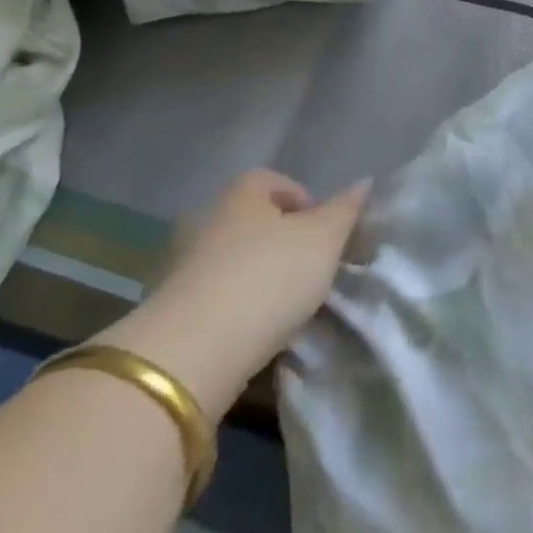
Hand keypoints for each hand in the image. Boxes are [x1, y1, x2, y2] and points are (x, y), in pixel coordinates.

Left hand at [105, 170, 367, 410]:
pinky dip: (235, 306)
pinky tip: (255, 329)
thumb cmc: (269, 277)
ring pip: (232, 259)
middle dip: (280, 240)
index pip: (272, 181)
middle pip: (251, 221)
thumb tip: (364, 182)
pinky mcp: (169, 309)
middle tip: (310, 268)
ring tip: (286, 304)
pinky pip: (213, 296)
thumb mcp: (324, 239)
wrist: (193, 351)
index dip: (302, 200)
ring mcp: (181, 264)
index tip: (323, 232)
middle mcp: (206, 219)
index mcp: (241, 194)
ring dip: (257, 276)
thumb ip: (345, 210)